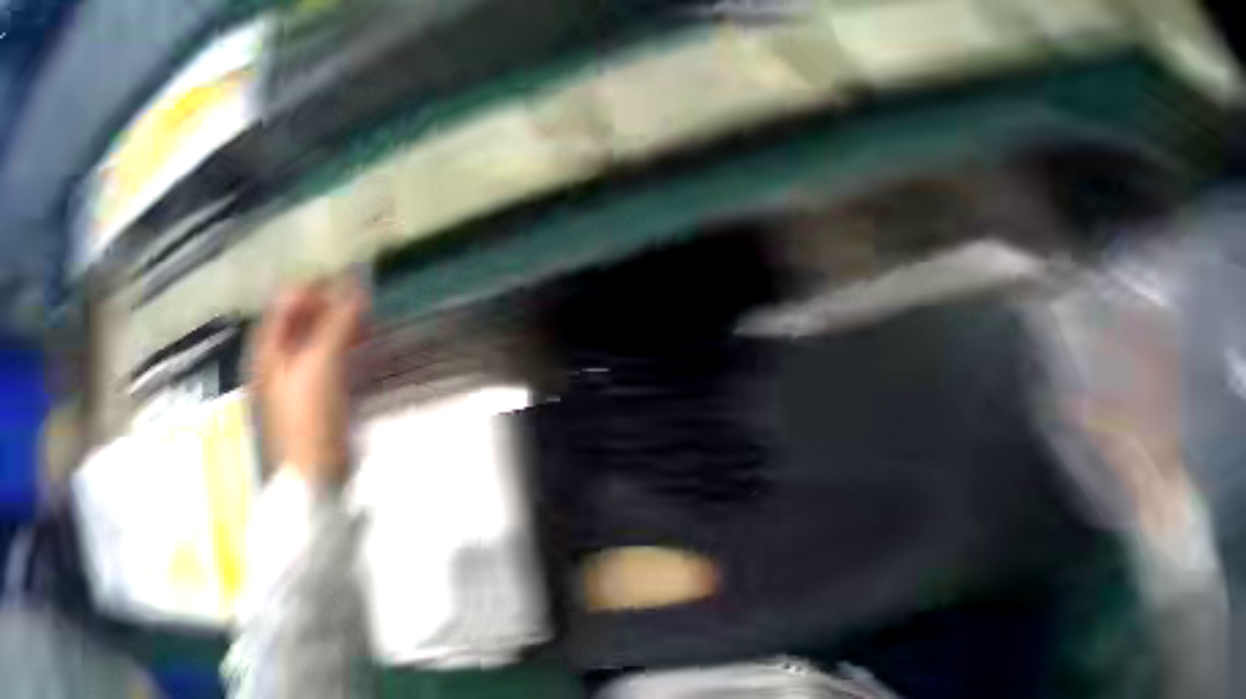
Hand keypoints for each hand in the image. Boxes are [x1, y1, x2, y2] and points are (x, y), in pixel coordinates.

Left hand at [251, 280, 366, 484]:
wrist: (313, 482)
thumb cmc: (310, 419)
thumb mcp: (322, 363)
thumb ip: (338, 321)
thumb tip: (358, 283)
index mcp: (267, 349)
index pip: (287, 300)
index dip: (316, 289)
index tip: (349, 287)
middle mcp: (274, 362)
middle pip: (299, 322)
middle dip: (330, 308)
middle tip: (363, 305)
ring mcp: (292, 385)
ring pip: (314, 344)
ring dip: (339, 330)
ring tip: (367, 327)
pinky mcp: (311, 406)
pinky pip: (325, 367)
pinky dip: (342, 354)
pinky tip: (361, 357)